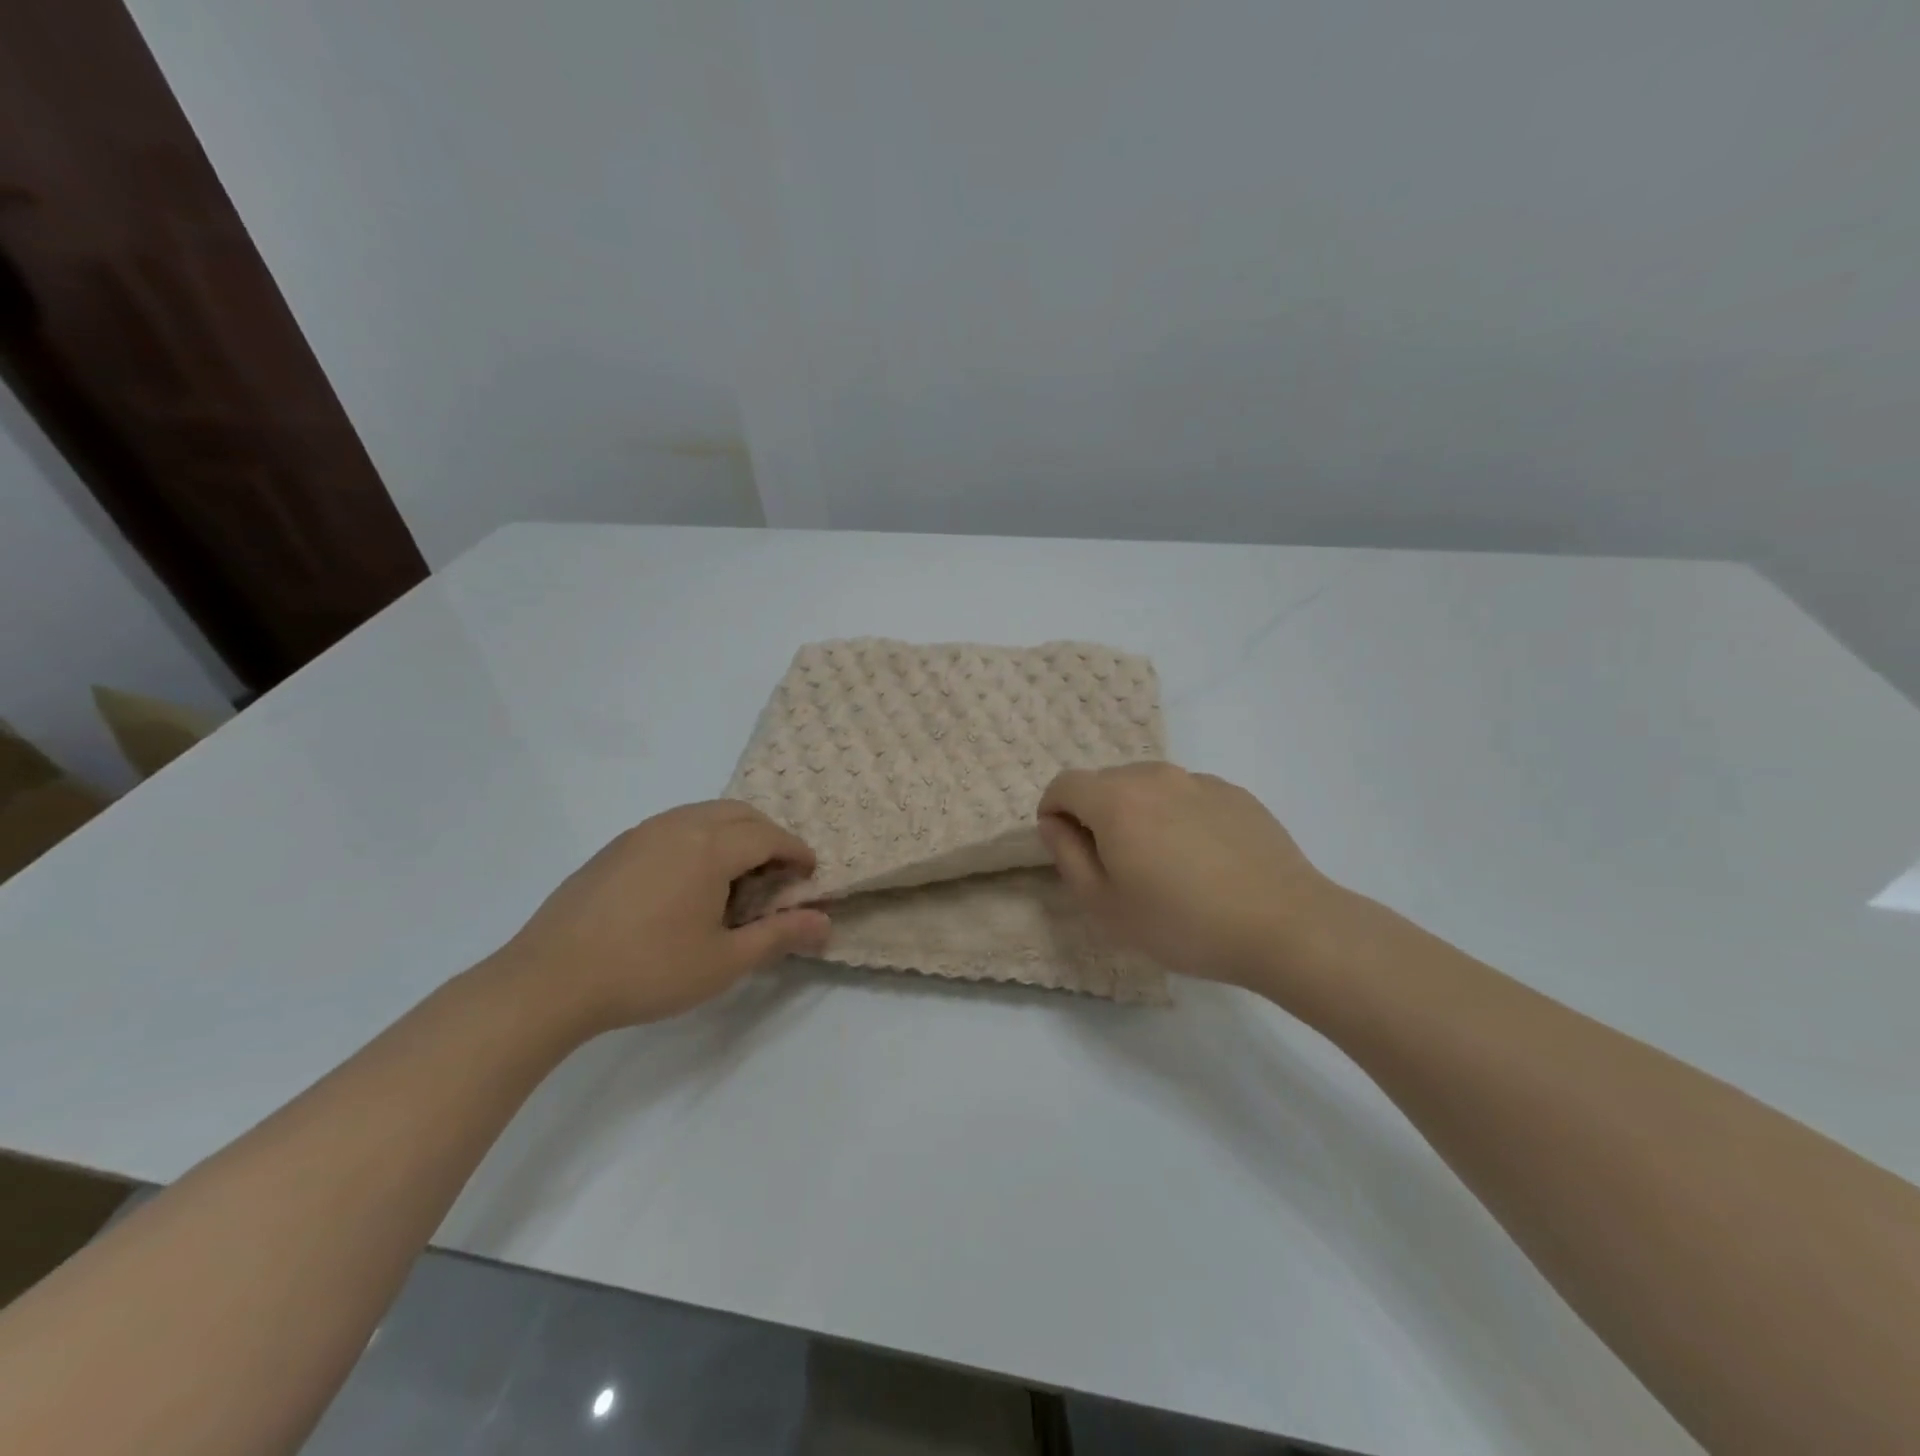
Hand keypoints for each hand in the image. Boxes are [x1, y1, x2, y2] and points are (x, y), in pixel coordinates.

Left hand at [498, 802, 831, 1032]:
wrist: (549, 980)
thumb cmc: (648, 970)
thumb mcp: (724, 962)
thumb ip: (779, 936)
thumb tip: (825, 923)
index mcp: (710, 847)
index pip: (768, 836)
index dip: (795, 851)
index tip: (809, 872)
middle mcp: (678, 825)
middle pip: (739, 813)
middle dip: (768, 835)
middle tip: (778, 872)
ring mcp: (641, 833)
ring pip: (703, 814)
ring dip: (733, 833)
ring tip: (737, 876)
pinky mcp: (615, 848)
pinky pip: (673, 826)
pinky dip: (699, 839)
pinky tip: (688, 882)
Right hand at [1037, 763, 1333, 989]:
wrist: (1284, 925)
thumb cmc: (1182, 923)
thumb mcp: (1105, 905)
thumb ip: (1067, 856)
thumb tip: (1055, 824)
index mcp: (1116, 800)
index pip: (1064, 785)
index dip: (1054, 812)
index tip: (1067, 848)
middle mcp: (1154, 776)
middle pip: (1105, 782)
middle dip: (1096, 814)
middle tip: (1116, 865)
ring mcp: (1199, 781)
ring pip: (1148, 786)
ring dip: (1138, 813)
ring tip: (1164, 863)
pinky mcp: (1235, 793)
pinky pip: (1187, 795)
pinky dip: (1178, 816)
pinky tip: (1204, 860)